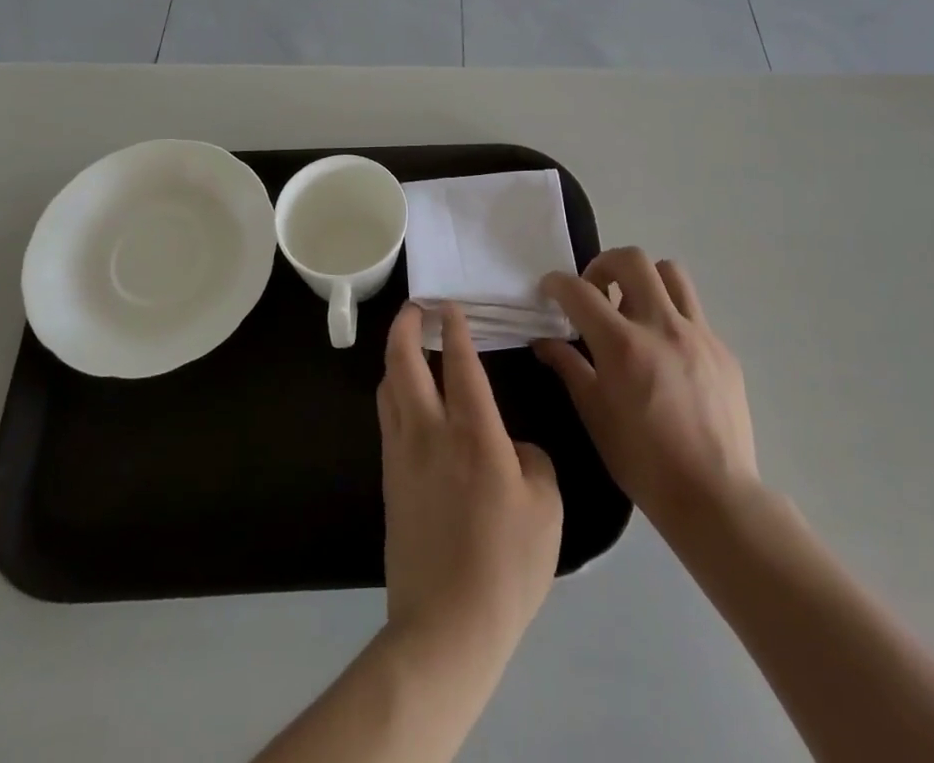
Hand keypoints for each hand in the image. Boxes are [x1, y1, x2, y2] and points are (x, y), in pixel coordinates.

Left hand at [378, 303, 562, 659]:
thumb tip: (512, 449)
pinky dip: (393, 392)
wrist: (447, 626)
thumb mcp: (546, 508)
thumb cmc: (506, 565)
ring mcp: (403, 455)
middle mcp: (431, 432)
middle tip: (416, 308)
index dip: (454, 328)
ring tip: (407, 344)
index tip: (450, 306)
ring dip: (394, 356)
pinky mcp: (390, 480)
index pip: (460, 363)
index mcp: (475, 433)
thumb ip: (533, 461)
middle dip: (406, 326)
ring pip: (388, 387)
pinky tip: (405, 398)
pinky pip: (387, 419)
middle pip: (404, 362)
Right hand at [534, 248, 757, 533]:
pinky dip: (671, 315)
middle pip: (631, 260)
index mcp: (623, 345)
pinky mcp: (722, 349)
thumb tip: (544, 341)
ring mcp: (698, 334)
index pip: (580, 291)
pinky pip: (693, 312)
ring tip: (633, 308)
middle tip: (595, 291)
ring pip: (670, 273)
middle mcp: (661, 326)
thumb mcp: (594, 416)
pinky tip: (665, 350)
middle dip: (604, 264)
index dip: (557, 283)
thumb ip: (568, 368)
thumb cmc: (643, 462)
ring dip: (644, 279)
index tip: (549, 289)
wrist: (715, 497)